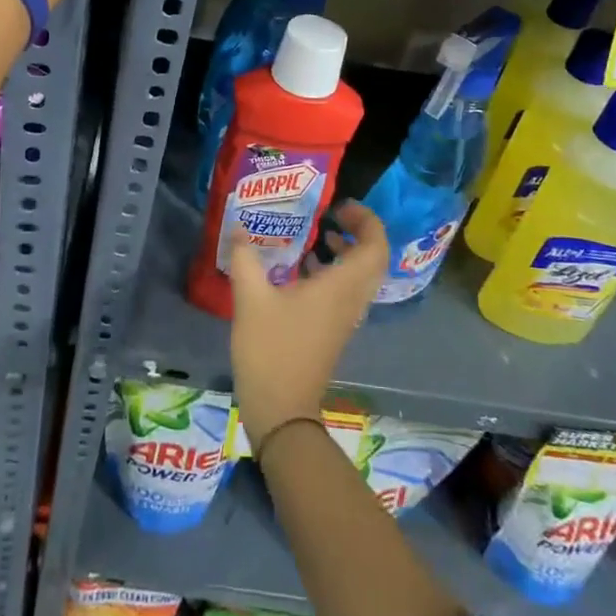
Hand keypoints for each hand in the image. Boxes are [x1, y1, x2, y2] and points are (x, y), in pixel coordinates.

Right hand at [228, 201, 388, 445]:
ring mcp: (345, 318)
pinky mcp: (333, 330)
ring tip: (319, 235)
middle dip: (359, 232)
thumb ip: (246, 258)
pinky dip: (335, 271)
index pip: (375, 247)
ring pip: (361, 276)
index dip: (367, 220)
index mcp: (340, 288)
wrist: (280, 410)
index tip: (340, 205)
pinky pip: (346, 291)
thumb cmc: (270, 349)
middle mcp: (351, 300)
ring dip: (348, 252)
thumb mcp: (250, 298)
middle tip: (332, 215)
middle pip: (373, 259)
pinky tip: (303, 268)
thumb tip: (240, 227)